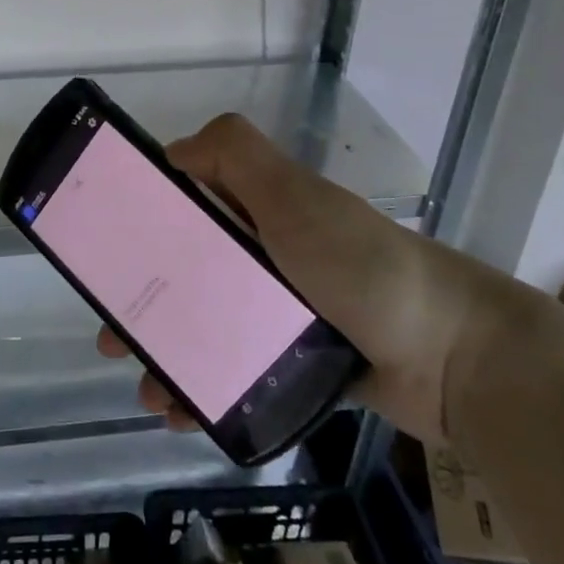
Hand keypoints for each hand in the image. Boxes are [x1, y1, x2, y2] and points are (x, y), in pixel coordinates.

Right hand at [96, 113, 547, 443]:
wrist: (455, 356)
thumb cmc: (362, 267)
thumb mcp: (295, 197)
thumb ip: (238, 156)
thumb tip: (174, 150)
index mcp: (262, 211)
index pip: (189, 206)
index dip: (144, 225)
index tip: (108, 253)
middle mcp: (268, 255)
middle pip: (189, 275)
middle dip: (144, 304)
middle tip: (113, 335)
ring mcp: (284, 312)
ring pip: (208, 329)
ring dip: (169, 357)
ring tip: (148, 391)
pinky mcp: (300, 363)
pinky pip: (239, 373)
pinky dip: (207, 390)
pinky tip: (183, 413)